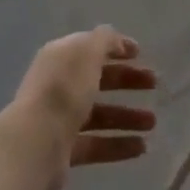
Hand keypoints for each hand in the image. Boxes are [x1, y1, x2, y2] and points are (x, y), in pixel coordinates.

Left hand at [8, 26, 157, 189]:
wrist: (35, 144)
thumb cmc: (64, 90)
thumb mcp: (87, 53)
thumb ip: (104, 40)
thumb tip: (114, 38)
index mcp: (61, 58)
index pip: (90, 48)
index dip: (115, 48)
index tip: (140, 54)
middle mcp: (58, 86)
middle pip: (97, 80)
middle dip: (126, 80)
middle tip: (154, 85)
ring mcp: (59, 119)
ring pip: (99, 114)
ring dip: (127, 116)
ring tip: (152, 123)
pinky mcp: (63, 151)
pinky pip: (96, 144)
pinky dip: (118, 144)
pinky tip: (142, 147)